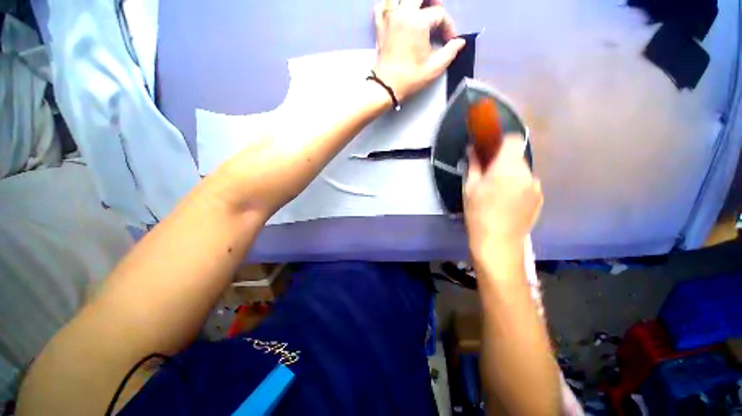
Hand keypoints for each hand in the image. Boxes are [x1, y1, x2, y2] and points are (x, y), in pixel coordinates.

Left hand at [373, 0, 464, 101]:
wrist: (386, 87)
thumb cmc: (410, 79)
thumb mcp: (434, 69)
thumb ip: (450, 52)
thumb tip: (460, 42)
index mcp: (418, 22)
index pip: (439, 14)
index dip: (448, 26)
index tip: (449, 40)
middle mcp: (402, 14)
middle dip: (432, 2)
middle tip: (436, 15)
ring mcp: (388, 18)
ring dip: (411, 2)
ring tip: (418, 12)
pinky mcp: (379, 26)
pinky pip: (382, 5)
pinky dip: (390, 5)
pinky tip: (397, 12)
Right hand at [464, 135, 542, 255]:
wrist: (498, 241)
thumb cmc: (478, 213)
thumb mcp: (470, 188)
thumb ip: (474, 165)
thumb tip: (473, 149)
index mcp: (507, 168)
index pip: (514, 140)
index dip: (503, 141)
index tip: (492, 151)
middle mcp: (526, 173)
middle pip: (517, 157)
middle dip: (504, 162)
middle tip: (489, 177)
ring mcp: (535, 186)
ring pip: (523, 171)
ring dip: (511, 175)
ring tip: (498, 193)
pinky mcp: (540, 198)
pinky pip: (528, 184)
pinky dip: (519, 187)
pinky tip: (509, 203)